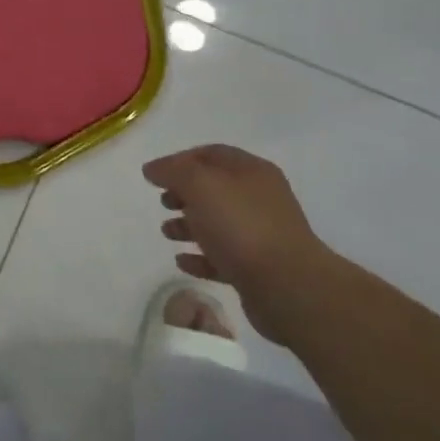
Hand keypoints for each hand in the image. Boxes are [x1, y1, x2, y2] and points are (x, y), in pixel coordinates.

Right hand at [142, 145, 328, 342]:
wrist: (287, 286)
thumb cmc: (240, 226)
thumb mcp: (200, 185)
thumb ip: (173, 171)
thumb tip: (153, 169)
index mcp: (251, 172)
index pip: (211, 154)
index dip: (180, 160)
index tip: (154, 175)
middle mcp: (259, 199)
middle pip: (214, 189)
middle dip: (183, 193)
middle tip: (163, 203)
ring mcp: (261, 235)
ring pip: (217, 223)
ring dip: (188, 225)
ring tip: (167, 233)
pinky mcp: (257, 269)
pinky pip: (222, 257)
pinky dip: (200, 257)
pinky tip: (182, 261)